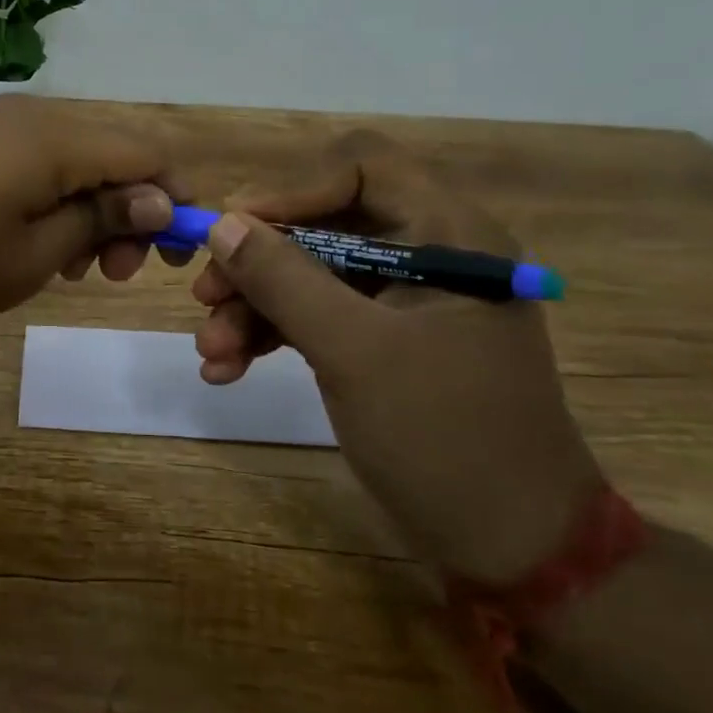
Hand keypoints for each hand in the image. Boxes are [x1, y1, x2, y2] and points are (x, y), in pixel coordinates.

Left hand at [0, 95, 186, 339]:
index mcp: (54, 138)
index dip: (174, 199)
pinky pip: (34, 159)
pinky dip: (53, 198)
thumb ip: (100, 219)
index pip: (147, 151)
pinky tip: (35, 242)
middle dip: (130, 210)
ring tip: (73, 268)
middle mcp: (31, 113)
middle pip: (112, 151)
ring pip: (74, 157)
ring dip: (91, 208)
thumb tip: (159, 199)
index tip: (172, 256)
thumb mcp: (32, 257)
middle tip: (112, 274)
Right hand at [191, 130, 602, 582]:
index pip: (362, 168)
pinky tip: (227, 369)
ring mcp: (403, 303)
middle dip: (257, 263)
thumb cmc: (444, 437)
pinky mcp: (383, 343)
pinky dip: (271, 336)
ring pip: (310, 276)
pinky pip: (317, 317)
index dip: (291, 190)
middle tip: (203, 297)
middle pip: (323, 225)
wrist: (509, 545)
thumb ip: (285, 280)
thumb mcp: (354, 352)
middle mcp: (427, 255)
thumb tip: (222, 224)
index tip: (231, 230)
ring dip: (253, 307)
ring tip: (210, 352)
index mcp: (448, 235)